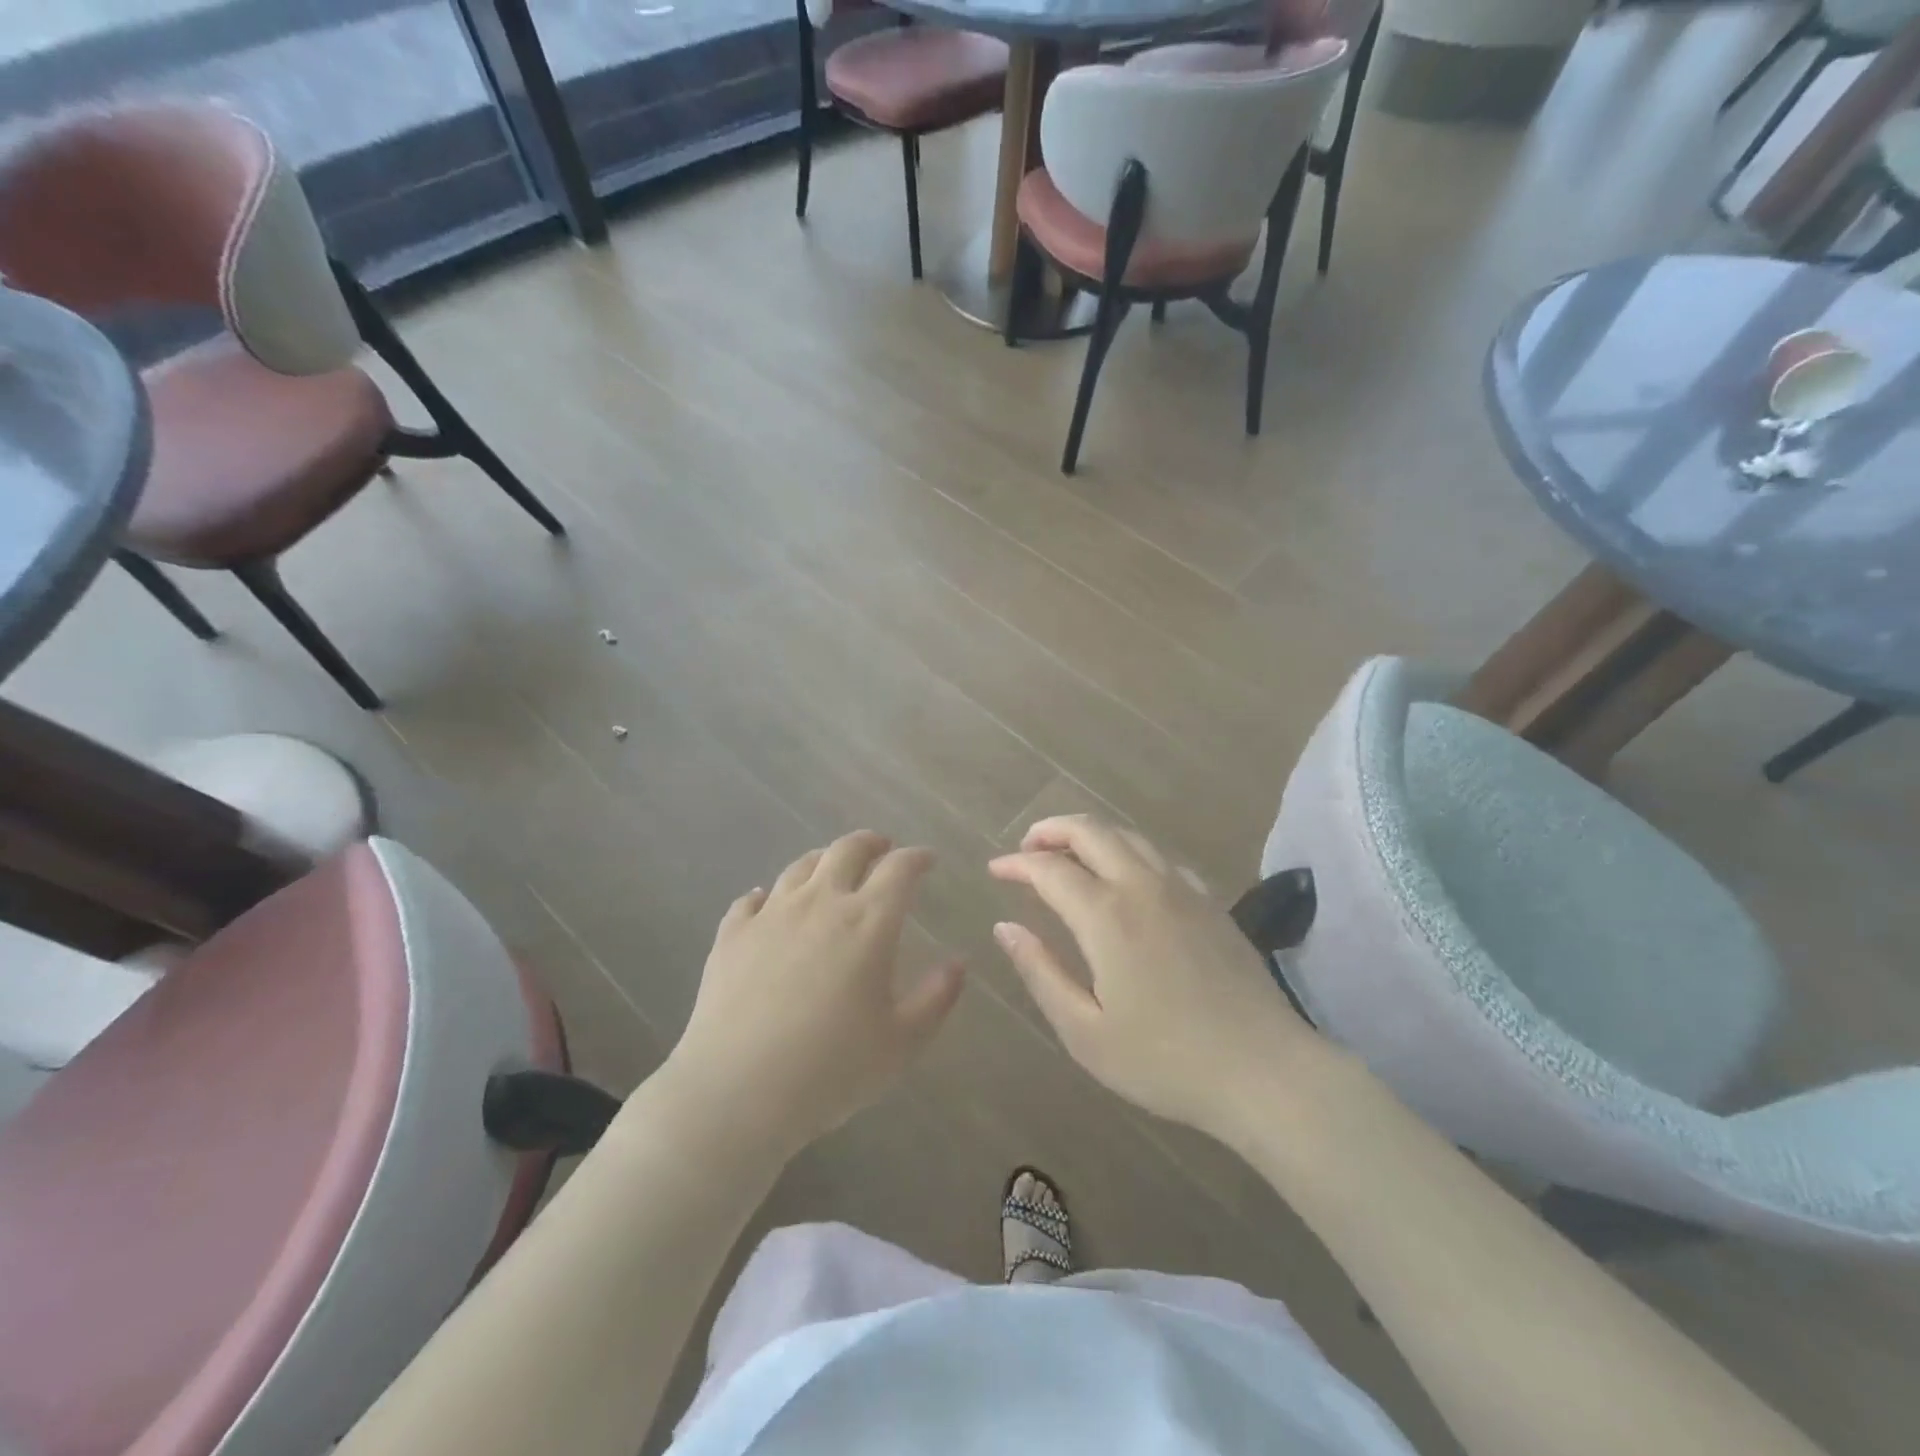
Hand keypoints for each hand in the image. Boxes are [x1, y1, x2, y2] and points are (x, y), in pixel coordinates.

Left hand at [665, 832, 964, 1155]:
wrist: (737, 1091)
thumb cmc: (832, 1069)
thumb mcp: (902, 1043)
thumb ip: (937, 998)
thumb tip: (958, 963)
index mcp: (868, 922)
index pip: (899, 869)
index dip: (917, 858)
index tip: (927, 860)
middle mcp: (820, 903)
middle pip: (847, 850)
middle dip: (871, 843)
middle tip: (882, 849)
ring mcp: (771, 914)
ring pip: (801, 867)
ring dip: (824, 860)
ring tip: (832, 868)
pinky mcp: (732, 935)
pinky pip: (751, 899)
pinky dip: (767, 895)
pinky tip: (767, 903)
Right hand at [989, 816, 1320, 1136]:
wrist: (1264, 1071)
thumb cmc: (1164, 1061)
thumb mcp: (1085, 1031)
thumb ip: (1041, 972)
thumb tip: (1005, 928)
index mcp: (1106, 916)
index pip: (1050, 869)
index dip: (1017, 865)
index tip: (995, 870)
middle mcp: (1142, 887)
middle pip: (1091, 832)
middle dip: (1051, 830)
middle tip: (1027, 847)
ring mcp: (1183, 890)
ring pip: (1129, 836)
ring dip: (1090, 834)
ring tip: (1068, 855)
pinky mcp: (1211, 902)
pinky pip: (1161, 857)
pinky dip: (1130, 852)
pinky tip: (1126, 877)